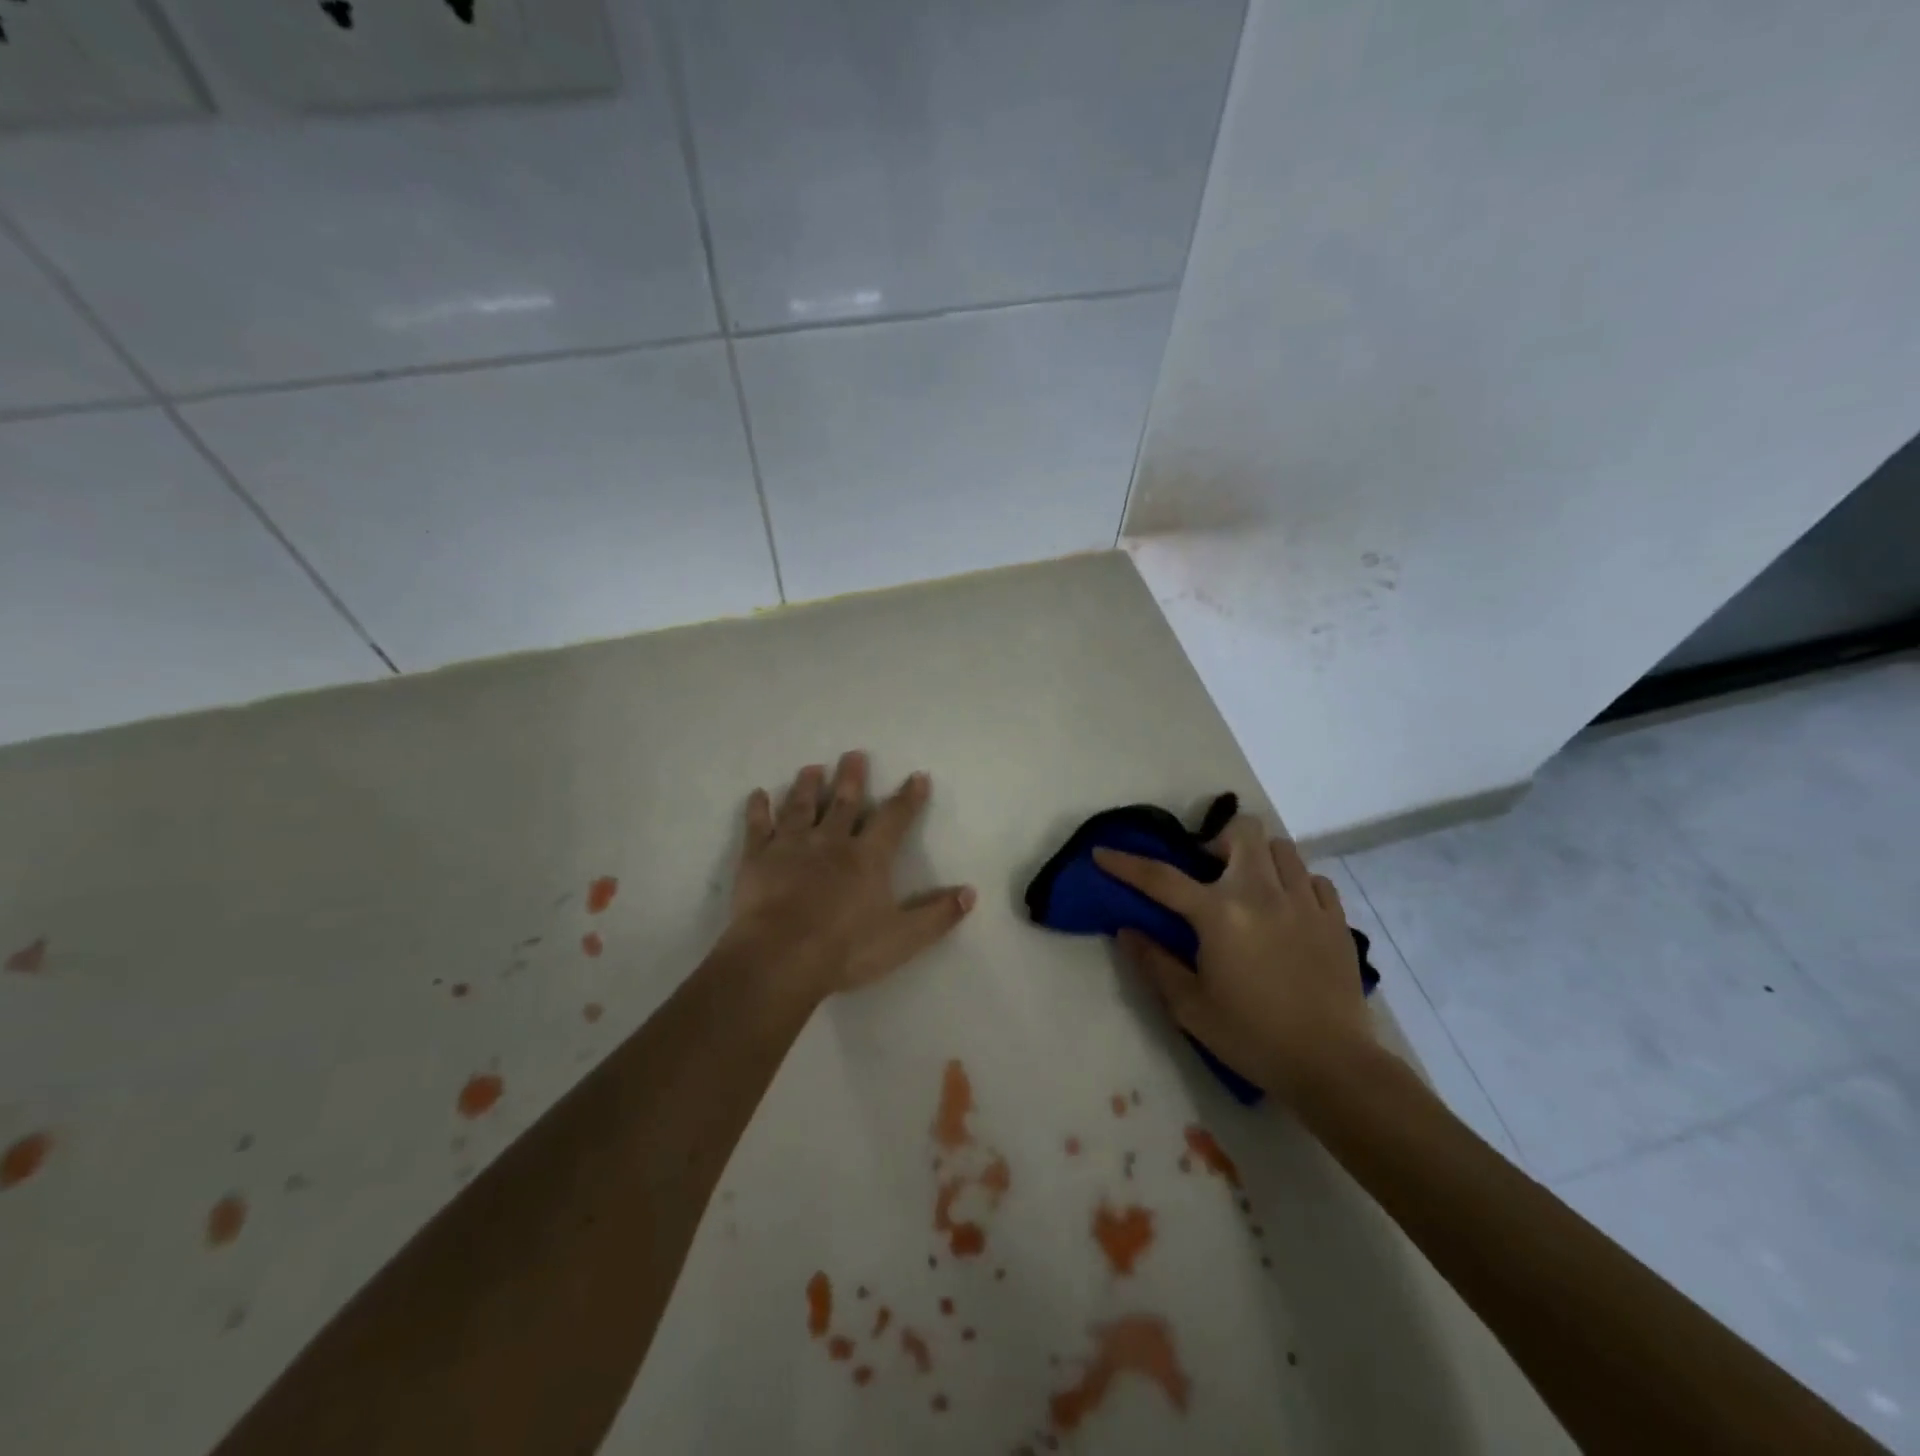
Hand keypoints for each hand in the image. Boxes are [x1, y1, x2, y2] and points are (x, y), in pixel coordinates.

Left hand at [724, 751, 975, 995]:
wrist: (780, 957)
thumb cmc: (845, 949)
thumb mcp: (903, 938)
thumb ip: (938, 915)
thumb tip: (970, 892)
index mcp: (868, 858)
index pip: (894, 820)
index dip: (908, 799)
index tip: (916, 777)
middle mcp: (831, 842)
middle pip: (844, 802)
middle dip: (852, 777)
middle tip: (853, 754)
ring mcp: (792, 846)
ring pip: (802, 807)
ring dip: (808, 786)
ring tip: (812, 768)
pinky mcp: (758, 858)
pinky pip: (758, 827)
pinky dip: (758, 810)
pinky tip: (758, 795)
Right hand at [1094, 812, 1369, 1099]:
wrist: (1332, 1066)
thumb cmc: (1252, 1037)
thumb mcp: (1190, 1007)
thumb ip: (1155, 962)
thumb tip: (1127, 930)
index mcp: (1220, 914)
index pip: (1162, 878)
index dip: (1126, 863)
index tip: (1102, 852)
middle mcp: (1262, 893)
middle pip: (1242, 832)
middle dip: (1219, 840)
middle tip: (1210, 871)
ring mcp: (1304, 902)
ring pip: (1281, 848)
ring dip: (1259, 858)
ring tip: (1251, 888)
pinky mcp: (1336, 919)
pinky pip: (1314, 879)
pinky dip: (1295, 884)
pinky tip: (1288, 910)